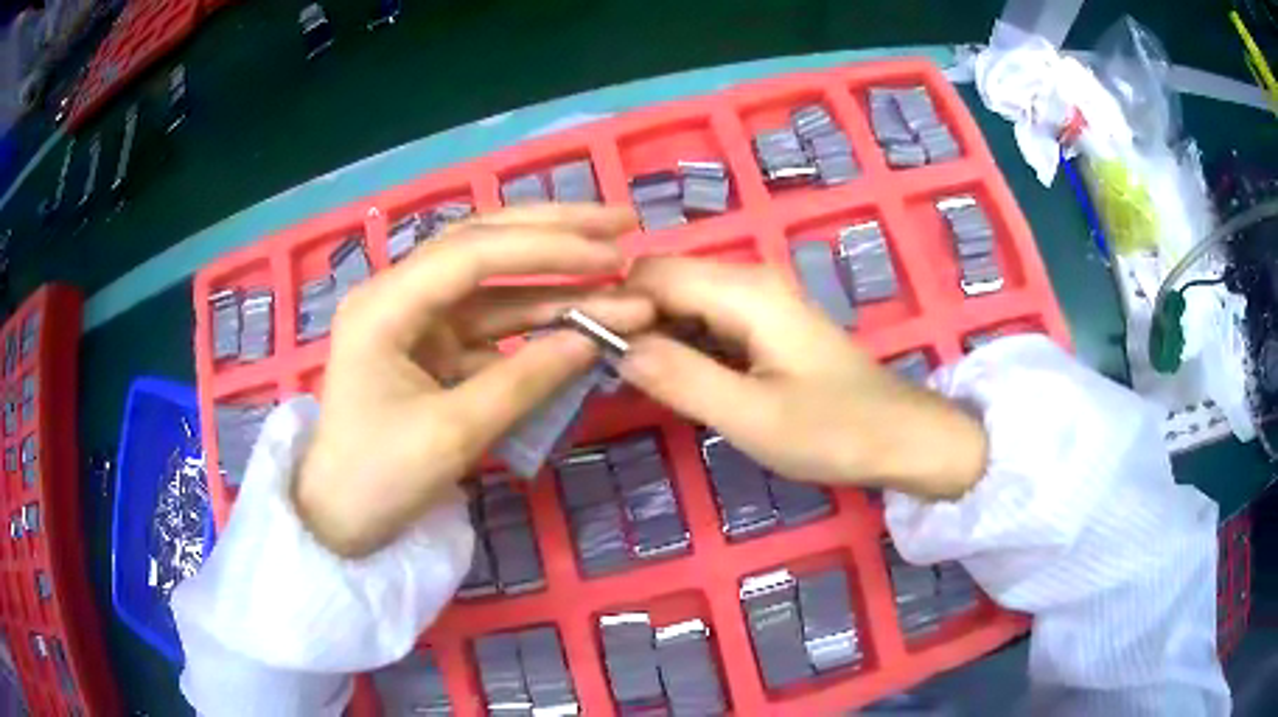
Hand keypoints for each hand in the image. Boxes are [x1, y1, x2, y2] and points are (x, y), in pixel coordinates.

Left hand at [296, 206, 652, 556]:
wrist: (339, 520)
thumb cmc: (377, 480)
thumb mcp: (452, 435)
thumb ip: (524, 381)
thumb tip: (593, 339)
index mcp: (384, 305)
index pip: (472, 254)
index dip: (546, 249)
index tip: (612, 254)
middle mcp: (399, 294)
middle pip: (483, 243)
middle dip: (555, 232)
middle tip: (624, 222)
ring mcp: (418, 319)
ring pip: (495, 282)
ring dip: (555, 280)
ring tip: (620, 273)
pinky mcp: (434, 346)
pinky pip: (493, 323)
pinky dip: (538, 321)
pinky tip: (583, 320)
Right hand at [618, 257, 986, 499]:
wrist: (900, 437)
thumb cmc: (832, 430)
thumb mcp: (750, 416)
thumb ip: (680, 378)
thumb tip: (616, 348)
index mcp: (744, 290)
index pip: (651, 273)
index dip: (612, 304)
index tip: (584, 351)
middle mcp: (748, 280)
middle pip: (664, 281)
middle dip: (630, 320)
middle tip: (607, 374)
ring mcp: (759, 302)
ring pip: (682, 301)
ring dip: (653, 335)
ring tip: (632, 382)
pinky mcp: (766, 325)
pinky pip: (705, 321)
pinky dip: (681, 345)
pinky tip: (674, 380)